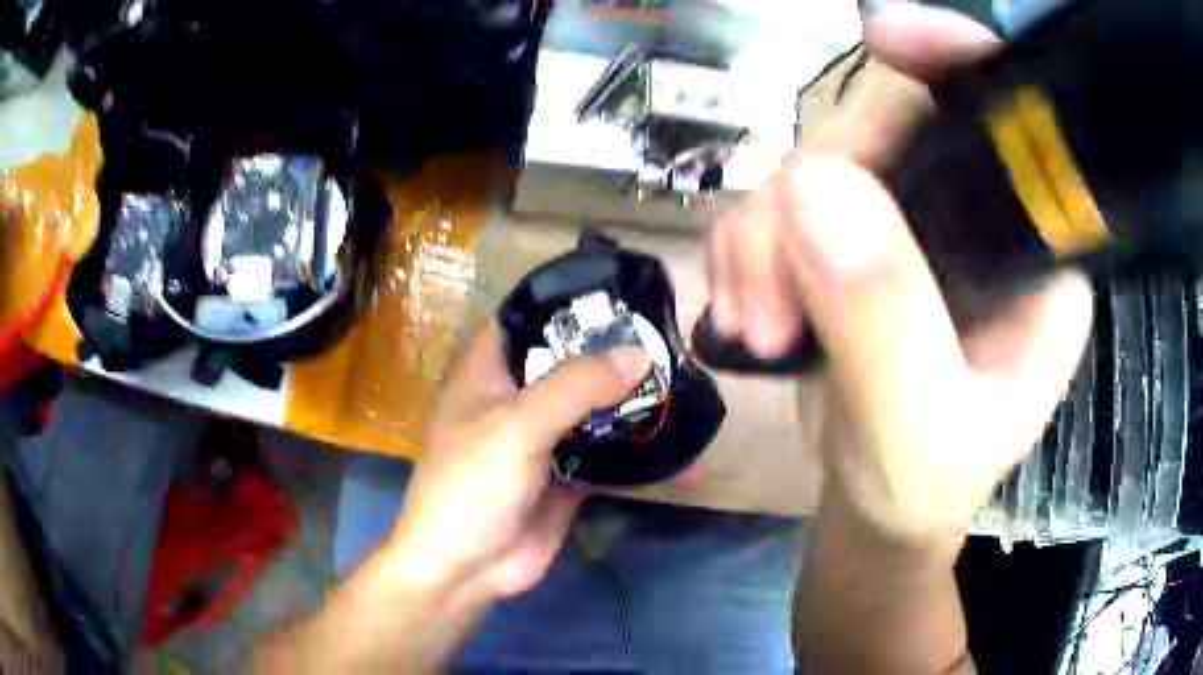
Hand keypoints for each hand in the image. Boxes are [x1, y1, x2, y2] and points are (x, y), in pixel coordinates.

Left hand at [252, 325, 649, 671]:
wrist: (467, 567)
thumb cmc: (472, 484)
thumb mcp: (517, 426)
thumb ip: (576, 387)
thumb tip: (640, 355)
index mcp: (489, 370)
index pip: (529, 316)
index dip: (569, 301)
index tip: (621, 292)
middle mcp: (517, 397)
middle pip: (569, 361)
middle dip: (613, 351)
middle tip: (668, 336)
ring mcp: (544, 437)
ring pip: (592, 405)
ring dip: (630, 398)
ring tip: (682, 377)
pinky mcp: (567, 474)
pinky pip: (607, 451)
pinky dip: (637, 446)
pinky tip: (677, 439)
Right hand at [707, 5, 1093, 549]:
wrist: (878, 513)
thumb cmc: (924, 489)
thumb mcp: (918, 429)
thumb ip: (886, 318)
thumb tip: (813, 187)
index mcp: (1032, 251)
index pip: (1007, 118)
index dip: (952, 54)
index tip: (881, 36)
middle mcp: (979, 217)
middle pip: (889, 124)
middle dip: (814, 188)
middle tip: (773, 291)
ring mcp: (912, 223)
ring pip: (820, 159)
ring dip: (766, 232)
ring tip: (758, 323)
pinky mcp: (855, 241)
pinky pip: (783, 198)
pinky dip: (749, 246)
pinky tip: (748, 310)